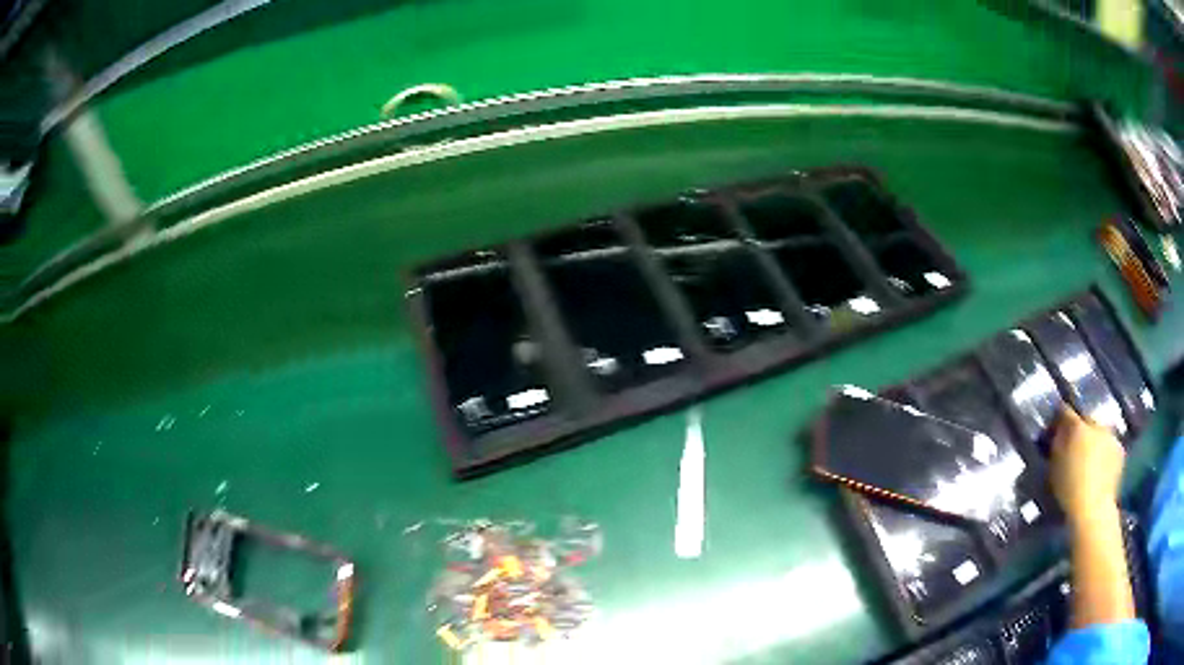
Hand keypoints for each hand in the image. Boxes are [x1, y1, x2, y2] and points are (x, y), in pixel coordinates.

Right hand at [1050, 406, 1125, 523]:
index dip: (1060, 418)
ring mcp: (1110, 435)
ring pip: (1100, 432)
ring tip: (1089, 459)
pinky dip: (1105, 452)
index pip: (1066, 411)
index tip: (1055, 428)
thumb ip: (1057, 444)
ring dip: (1094, 440)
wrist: (1094, 509)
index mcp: (1077, 426)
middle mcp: (1096, 423)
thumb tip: (1058, 430)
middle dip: (1080, 430)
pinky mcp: (1120, 450)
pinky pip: (1110, 445)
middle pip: (1086, 420)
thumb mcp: (1054, 468)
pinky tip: (1100, 468)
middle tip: (1074, 447)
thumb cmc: (1069, 490)